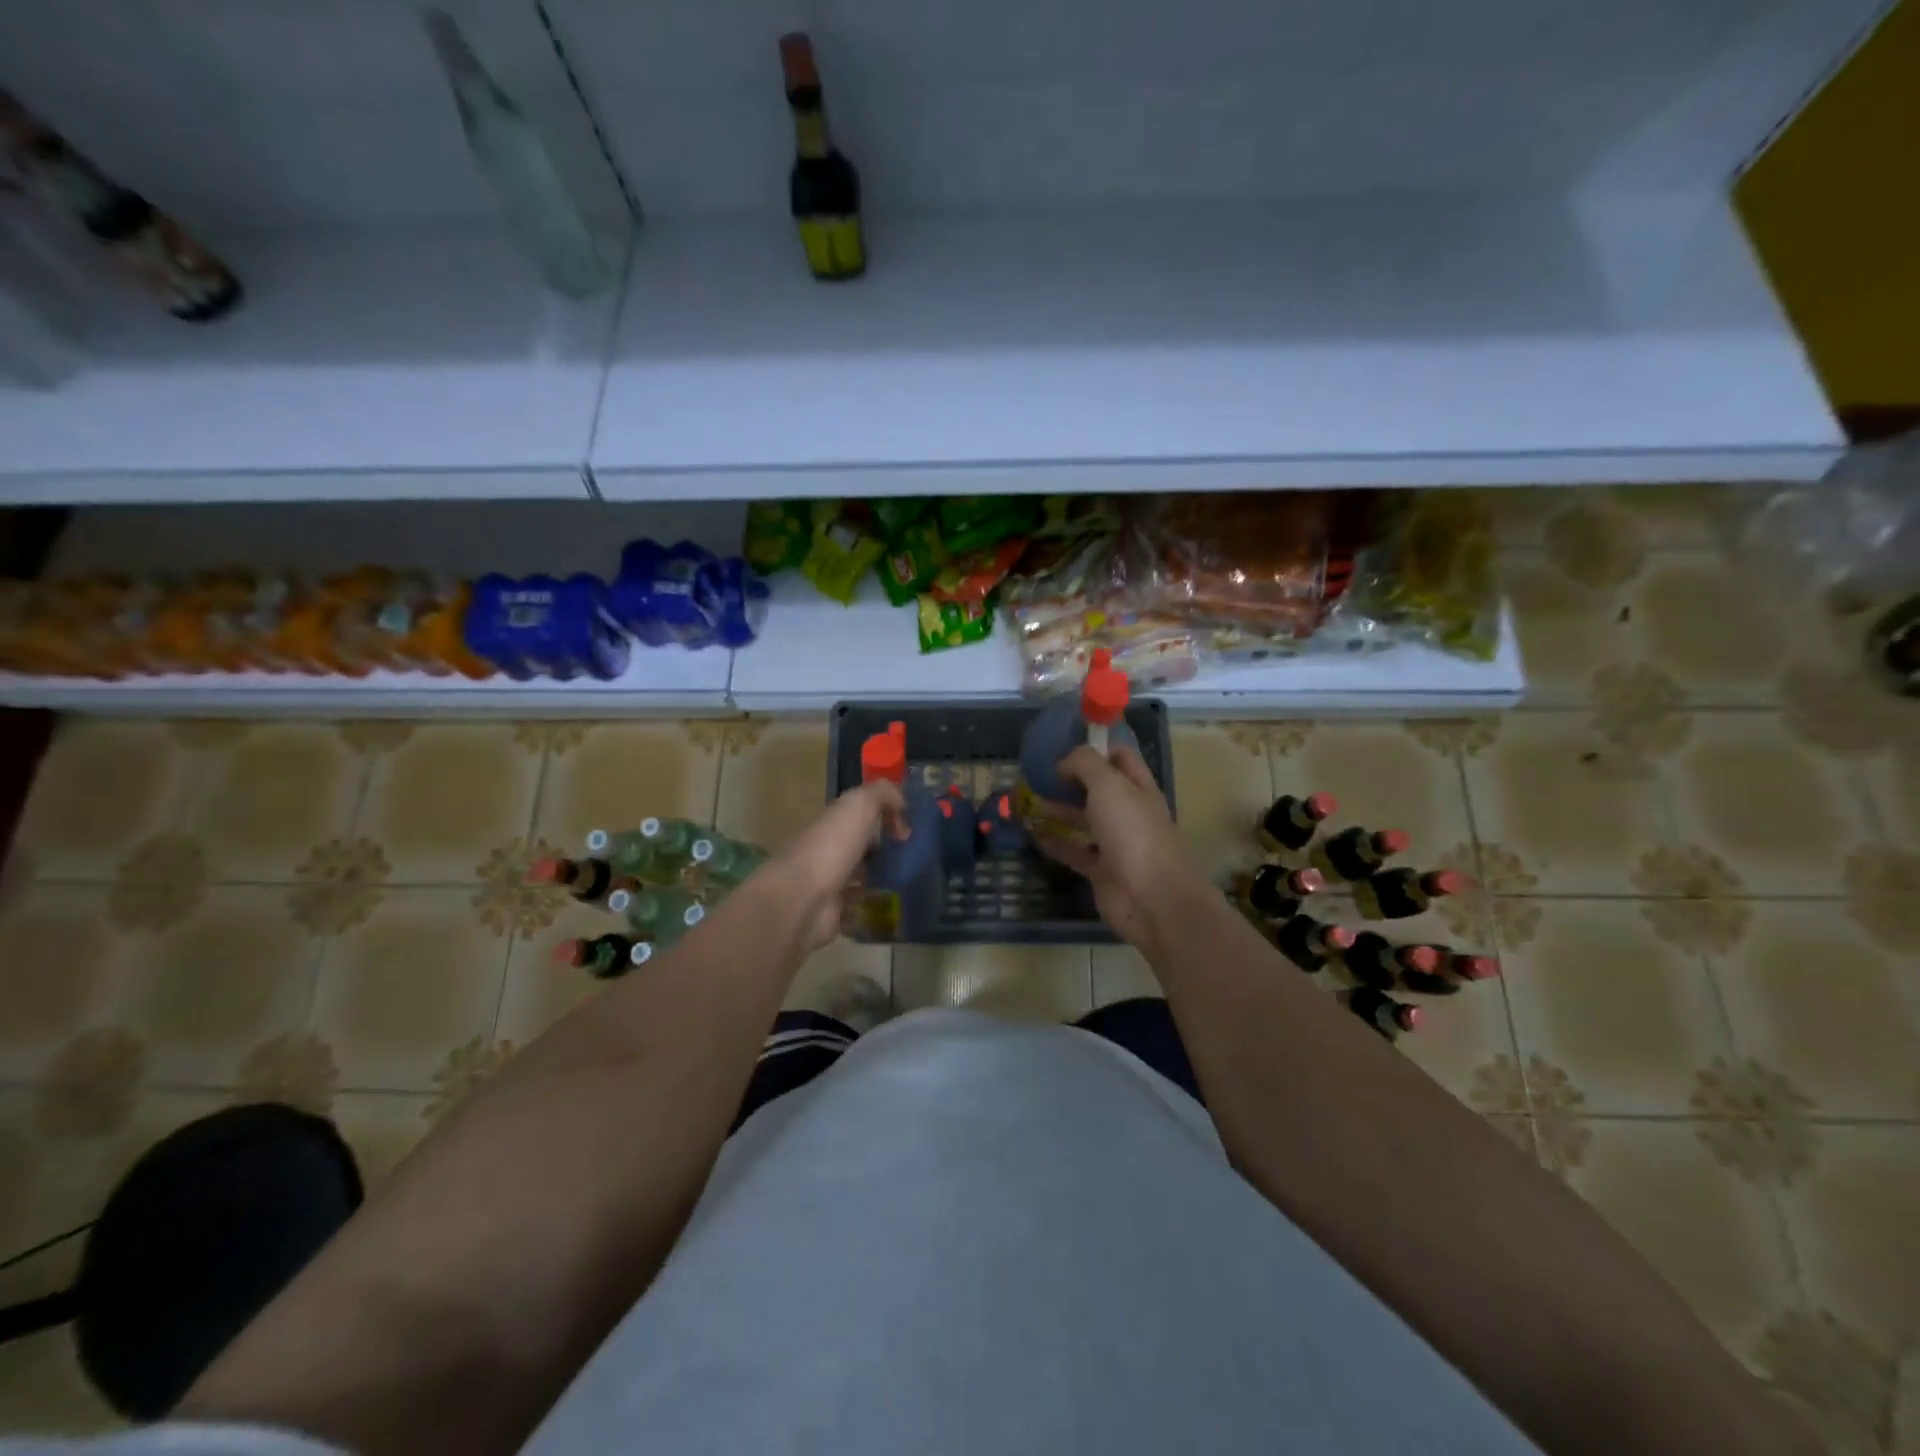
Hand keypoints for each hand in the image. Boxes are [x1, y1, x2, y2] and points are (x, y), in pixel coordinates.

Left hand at [759, 778, 907, 953]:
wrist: (803, 899)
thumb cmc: (832, 847)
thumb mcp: (859, 805)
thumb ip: (882, 794)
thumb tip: (901, 803)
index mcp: (832, 822)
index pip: (859, 814)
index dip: (884, 816)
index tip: (907, 830)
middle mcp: (828, 849)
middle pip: (859, 843)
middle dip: (883, 846)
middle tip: (912, 854)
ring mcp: (828, 882)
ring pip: (859, 873)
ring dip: (879, 874)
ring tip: (907, 877)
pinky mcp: (833, 912)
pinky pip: (857, 903)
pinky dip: (871, 902)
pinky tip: (891, 901)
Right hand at [1035, 745, 1205, 950]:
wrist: (1152, 898)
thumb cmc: (1133, 832)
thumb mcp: (1109, 785)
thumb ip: (1085, 764)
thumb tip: (1064, 763)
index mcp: (1138, 788)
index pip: (1120, 757)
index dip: (1096, 747)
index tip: (1064, 746)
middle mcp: (1128, 812)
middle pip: (1099, 789)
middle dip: (1071, 779)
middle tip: (1036, 773)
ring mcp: (1116, 843)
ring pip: (1084, 820)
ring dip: (1058, 809)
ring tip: (1027, 800)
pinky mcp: (1101, 870)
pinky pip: (1074, 851)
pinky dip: (1055, 843)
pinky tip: (1032, 833)